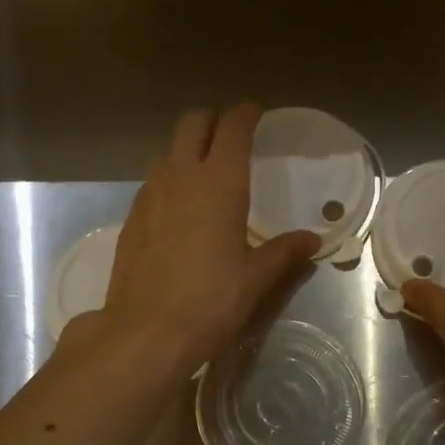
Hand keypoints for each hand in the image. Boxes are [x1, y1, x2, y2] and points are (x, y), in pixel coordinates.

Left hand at [88, 105, 319, 376]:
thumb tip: (312, 241)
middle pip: (193, 123)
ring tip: (206, 174)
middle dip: (213, 121)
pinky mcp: (132, 216)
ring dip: (188, 149)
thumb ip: (284, 252)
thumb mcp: (256, 278)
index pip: (233, 127)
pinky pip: (153, 180)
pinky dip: (170, 179)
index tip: (256, 113)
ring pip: (168, 150)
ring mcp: (150, 193)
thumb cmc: (211, 300)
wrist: (147, 330)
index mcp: (220, 183)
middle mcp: (181, 175)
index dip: (246, 114)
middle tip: (231, 137)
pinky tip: (180, 210)